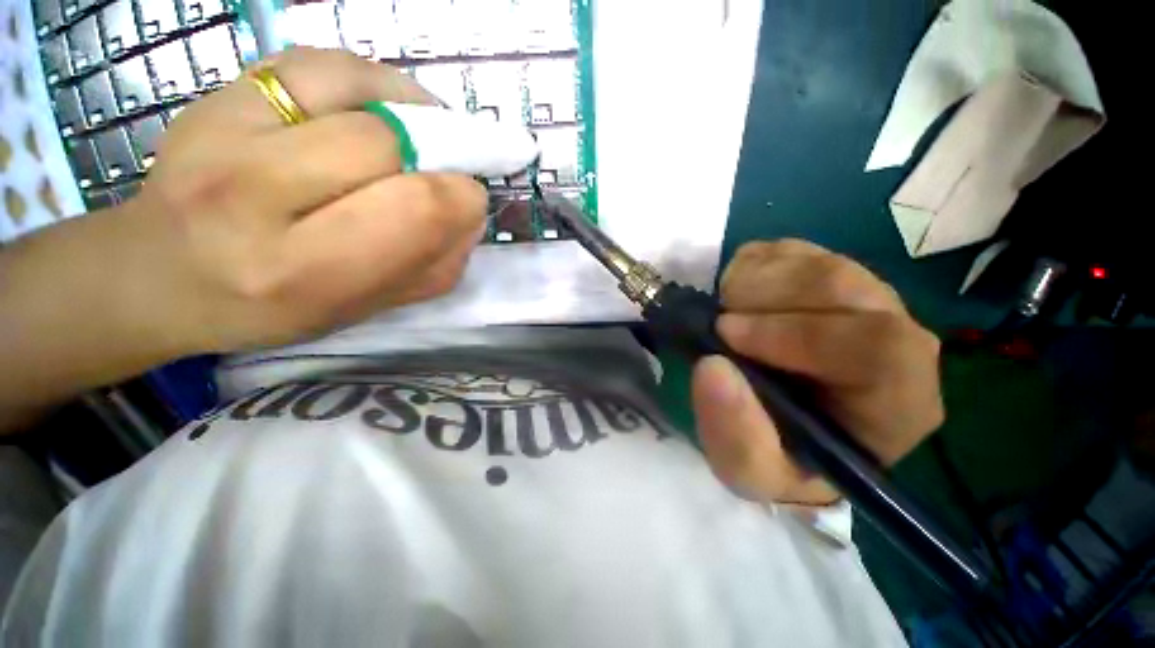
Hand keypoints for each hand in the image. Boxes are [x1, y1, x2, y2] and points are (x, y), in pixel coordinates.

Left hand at [115, 47, 486, 355]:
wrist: (160, 272)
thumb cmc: (271, 307)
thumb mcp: (365, 309)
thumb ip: (433, 269)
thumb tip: (470, 218)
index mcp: (302, 272)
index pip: (415, 210)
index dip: (462, 199)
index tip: (470, 203)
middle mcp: (251, 197)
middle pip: (387, 146)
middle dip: (438, 160)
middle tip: (443, 176)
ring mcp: (222, 131)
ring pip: (357, 98)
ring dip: (411, 117)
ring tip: (418, 140)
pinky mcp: (217, 93)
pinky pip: (319, 62)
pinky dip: (371, 80)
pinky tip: (382, 107)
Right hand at [691, 240, 944, 505]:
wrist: (783, 426)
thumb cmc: (778, 456)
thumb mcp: (750, 471)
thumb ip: (735, 434)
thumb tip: (712, 367)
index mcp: (897, 400)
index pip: (878, 347)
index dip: (796, 335)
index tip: (728, 338)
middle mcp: (895, 336)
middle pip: (842, 286)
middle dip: (763, 300)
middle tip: (720, 325)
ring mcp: (861, 295)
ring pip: (813, 262)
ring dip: (751, 285)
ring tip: (726, 316)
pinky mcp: (824, 271)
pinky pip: (786, 251)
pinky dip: (746, 270)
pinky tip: (737, 301)